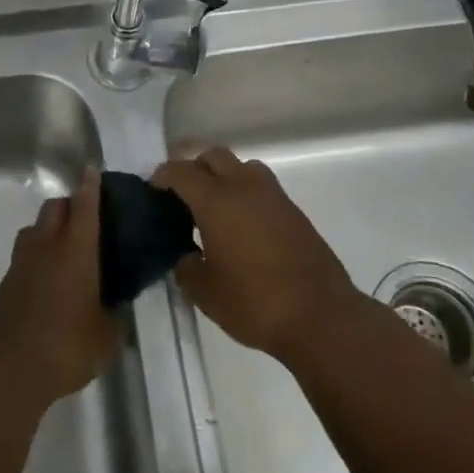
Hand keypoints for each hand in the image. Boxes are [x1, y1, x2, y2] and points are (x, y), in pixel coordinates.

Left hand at [0, 169, 120, 409]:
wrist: (8, 369)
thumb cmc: (66, 347)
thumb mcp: (106, 336)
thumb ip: (114, 313)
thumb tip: (117, 304)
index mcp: (76, 251)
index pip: (85, 207)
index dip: (90, 187)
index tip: (92, 171)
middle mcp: (47, 246)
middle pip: (55, 207)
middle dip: (70, 204)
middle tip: (87, 219)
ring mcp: (22, 262)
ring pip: (36, 227)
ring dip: (50, 227)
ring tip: (66, 248)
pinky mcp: (7, 281)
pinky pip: (25, 253)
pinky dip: (38, 253)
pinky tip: (49, 276)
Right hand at [154, 146, 363, 364]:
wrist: (321, 316)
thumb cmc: (255, 302)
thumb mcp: (205, 292)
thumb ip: (186, 267)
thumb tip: (187, 256)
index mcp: (216, 200)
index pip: (181, 172)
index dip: (162, 177)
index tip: (152, 190)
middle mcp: (244, 187)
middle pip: (213, 157)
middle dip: (194, 169)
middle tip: (183, 197)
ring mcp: (273, 196)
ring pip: (243, 167)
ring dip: (225, 177)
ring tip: (216, 208)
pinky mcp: (294, 212)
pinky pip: (262, 188)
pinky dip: (247, 195)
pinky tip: (243, 227)